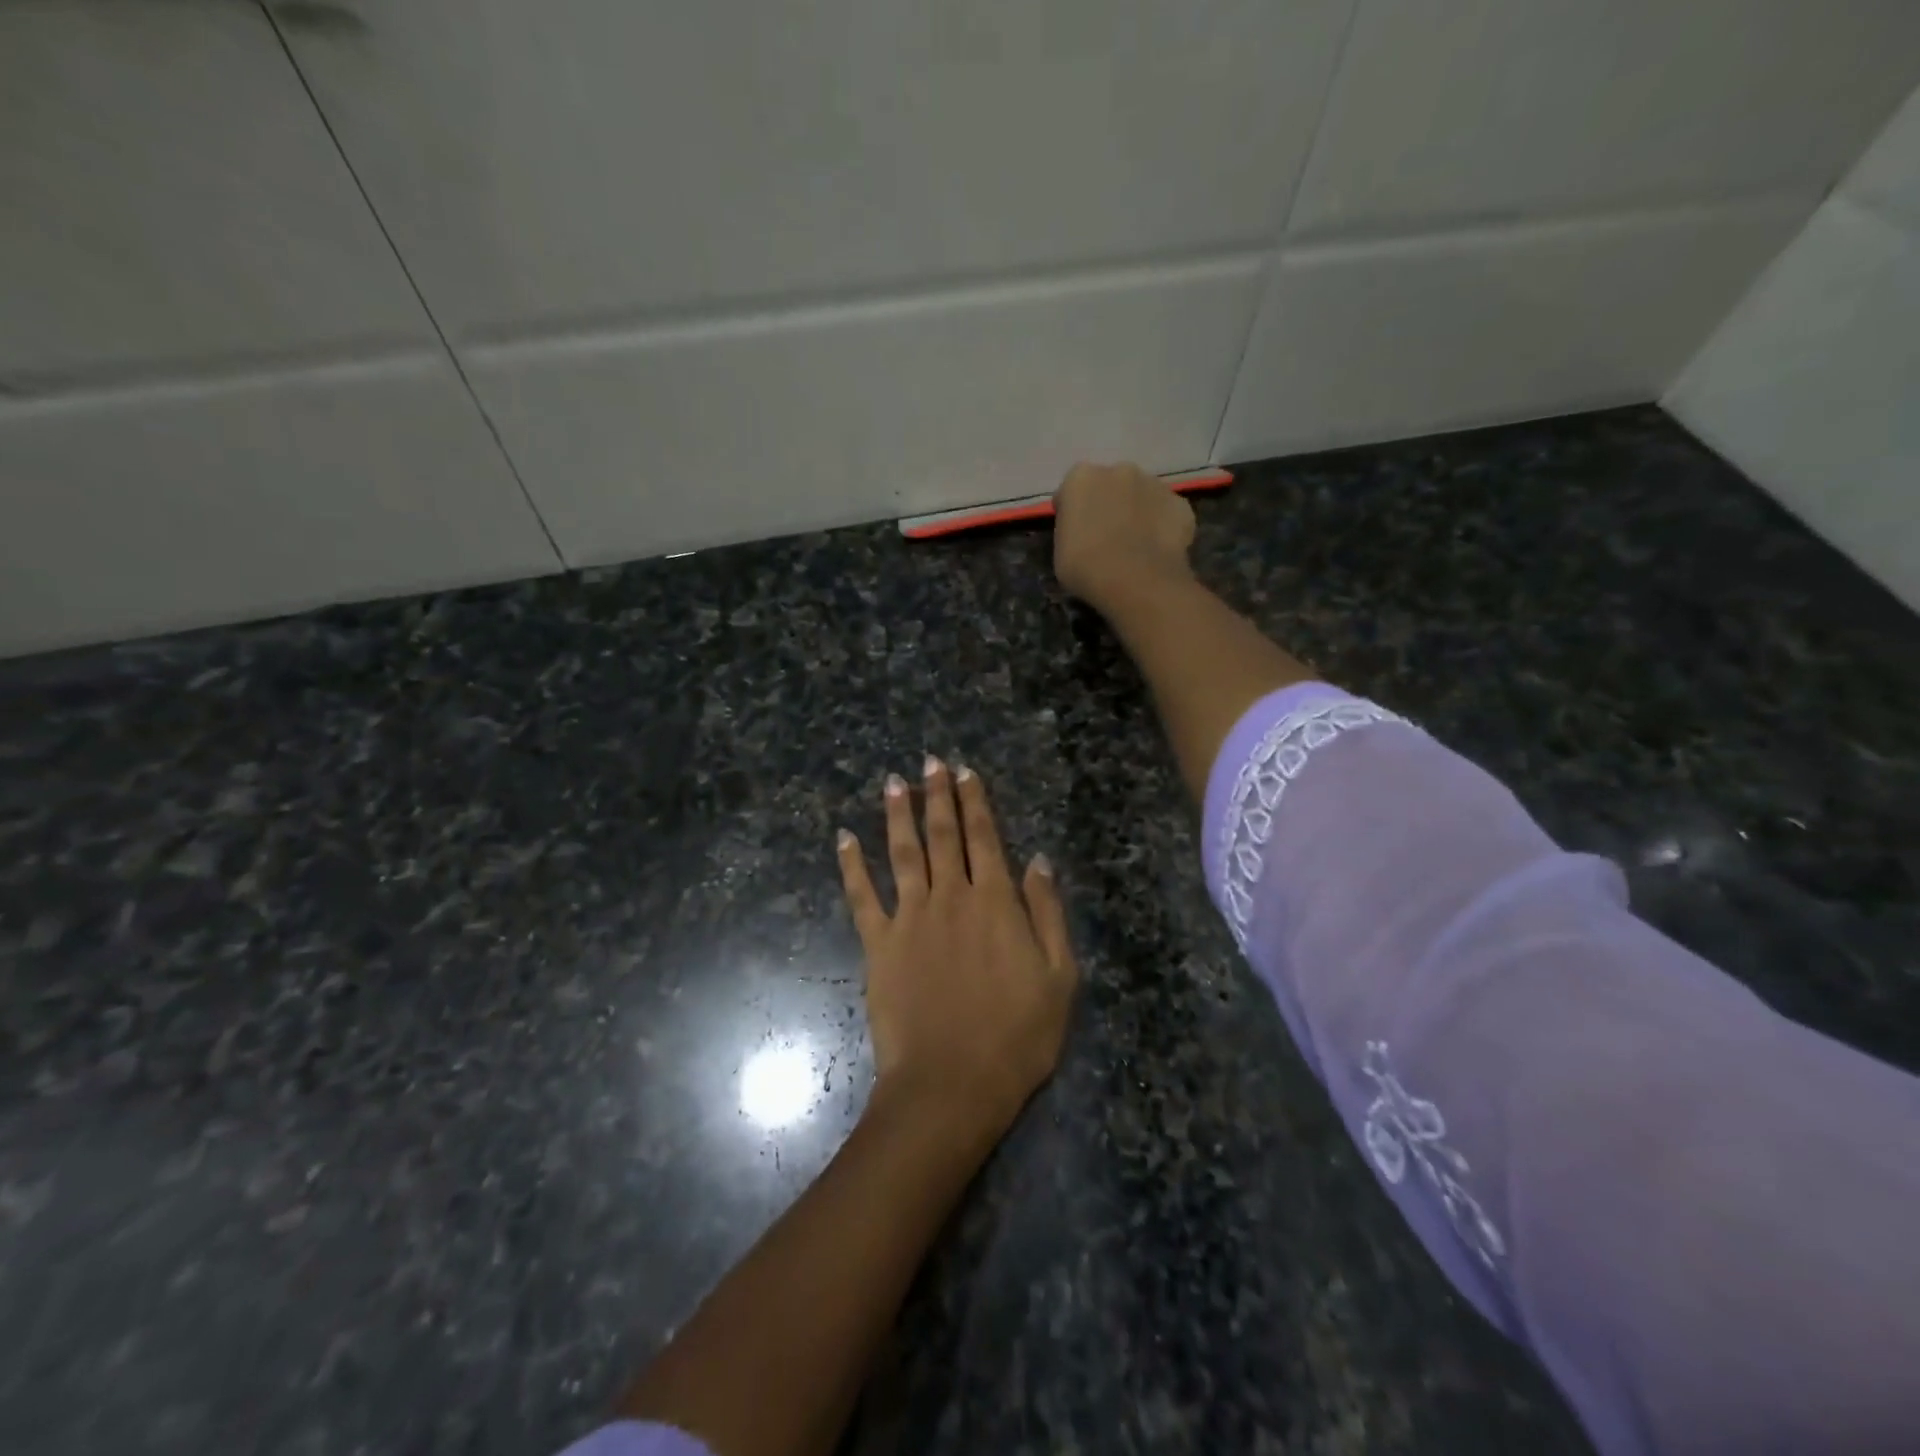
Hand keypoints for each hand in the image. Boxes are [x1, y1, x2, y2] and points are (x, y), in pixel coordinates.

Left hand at [838, 757, 1077, 1135]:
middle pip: (942, 835)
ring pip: (902, 852)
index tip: (966, 772)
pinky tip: (843, 838)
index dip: (976, 802)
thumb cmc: (1017, 1036)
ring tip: (893, 782)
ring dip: (897, 814)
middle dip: (937, 795)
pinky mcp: (878, 944)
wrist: (952, 1083)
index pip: (985, 838)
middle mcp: (950, 897)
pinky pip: (861, 896)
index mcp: (995, 902)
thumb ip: (1047, 913)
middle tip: (930, 762)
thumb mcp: (1059, 976)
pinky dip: (851, 865)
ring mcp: (909, 918)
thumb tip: (1037, 859)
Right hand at [1052, 461, 1196, 608]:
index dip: (1073, 512)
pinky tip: (1157, 550)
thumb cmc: (1086, 567)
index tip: (1074, 534)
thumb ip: (1071, 530)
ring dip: (1137, 512)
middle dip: (1108, 504)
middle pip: (1111, 485)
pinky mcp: (1181, 504)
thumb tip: (1084, 530)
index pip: (1072, 491)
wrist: (1136, 581)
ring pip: (1142, 495)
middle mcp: (1119, 470)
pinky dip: (1163, 526)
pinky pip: (1167, 513)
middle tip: (1106, 538)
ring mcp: (1155, 484)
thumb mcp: (1060, 550)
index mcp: (1081, 478)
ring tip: (1135, 546)